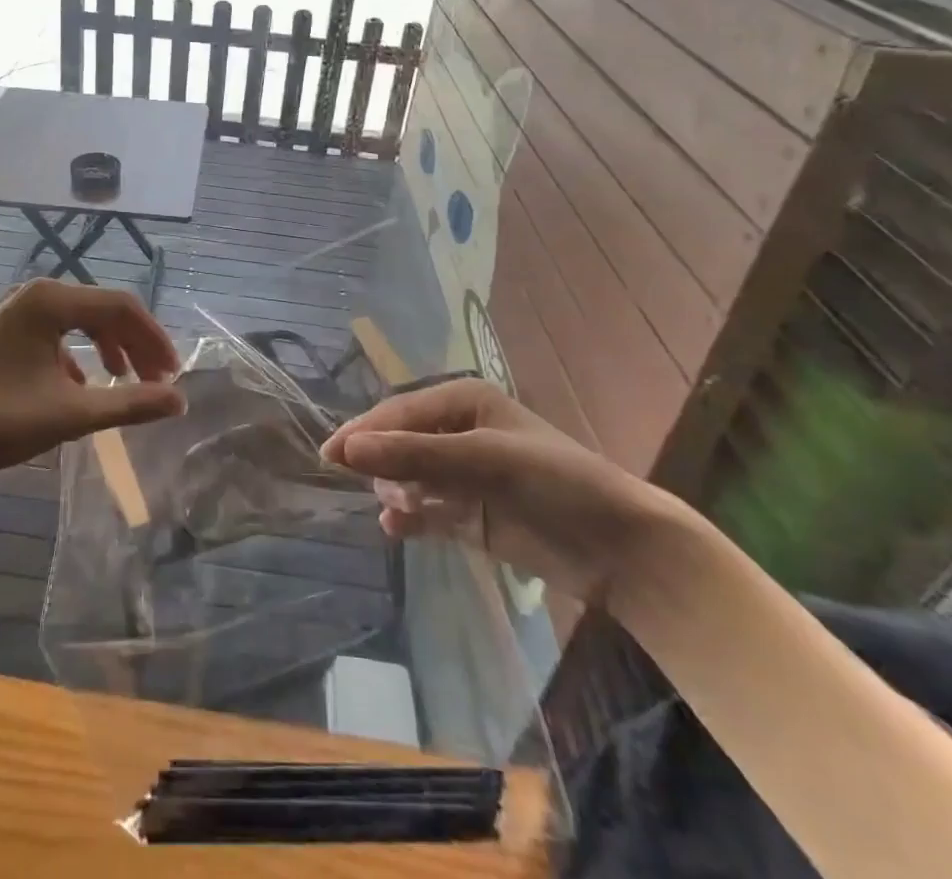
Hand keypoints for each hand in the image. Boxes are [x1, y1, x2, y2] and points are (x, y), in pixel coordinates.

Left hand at [0, 280, 185, 481]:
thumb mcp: (71, 413)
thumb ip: (130, 404)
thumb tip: (179, 400)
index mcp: (51, 300)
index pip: (122, 306)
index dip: (154, 338)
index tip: (173, 373)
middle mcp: (36, 292)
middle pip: (103, 309)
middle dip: (135, 344)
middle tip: (157, 380)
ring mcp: (17, 308)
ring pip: (80, 319)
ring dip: (110, 347)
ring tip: (126, 381)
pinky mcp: (6, 328)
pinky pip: (57, 331)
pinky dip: (80, 353)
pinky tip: (82, 385)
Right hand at [319, 379, 689, 600]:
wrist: (622, 549)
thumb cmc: (555, 483)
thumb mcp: (483, 460)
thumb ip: (413, 455)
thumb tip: (346, 450)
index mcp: (464, 402)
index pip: (399, 412)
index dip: (364, 432)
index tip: (328, 456)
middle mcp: (461, 432)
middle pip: (400, 442)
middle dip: (381, 463)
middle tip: (373, 489)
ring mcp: (466, 476)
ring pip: (409, 477)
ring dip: (396, 491)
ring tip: (400, 510)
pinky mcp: (473, 515)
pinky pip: (427, 511)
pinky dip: (409, 518)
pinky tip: (394, 530)